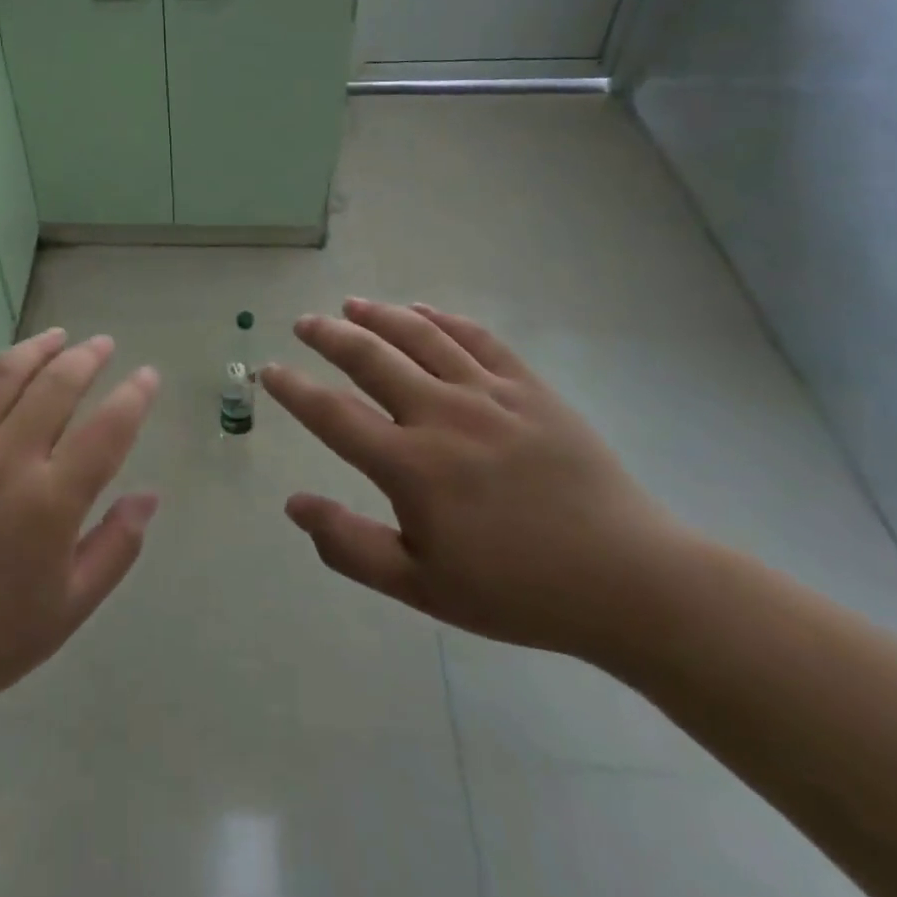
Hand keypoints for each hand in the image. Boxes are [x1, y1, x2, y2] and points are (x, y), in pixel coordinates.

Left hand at [0, 329, 159, 741]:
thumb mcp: (69, 608)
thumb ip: (116, 547)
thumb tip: (149, 495)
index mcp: (50, 501)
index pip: (107, 429)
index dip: (134, 396)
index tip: (147, 375)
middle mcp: (6, 460)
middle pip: (56, 386)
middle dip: (87, 357)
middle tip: (103, 344)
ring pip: (1, 375)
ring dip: (34, 349)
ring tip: (55, 337)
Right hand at [262, 299, 693, 664]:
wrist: (626, 581)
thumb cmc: (516, 591)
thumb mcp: (422, 588)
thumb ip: (350, 546)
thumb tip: (293, 505)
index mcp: (411, 466)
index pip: (332, 414)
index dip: (294, 389)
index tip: (270, 371)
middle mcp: (441, 415)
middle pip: (370, 357)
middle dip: (328, 335)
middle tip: (304, 322)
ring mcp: (488, 394)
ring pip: (420, 336)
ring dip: (379, 316)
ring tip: (351, 306)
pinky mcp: (528, 387)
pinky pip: (476, 338)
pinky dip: (442, 318)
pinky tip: (422, 310)